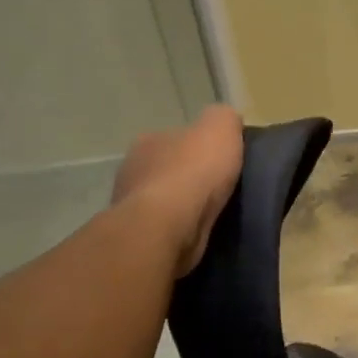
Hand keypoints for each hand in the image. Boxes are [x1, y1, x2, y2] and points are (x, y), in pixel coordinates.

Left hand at [111, 104, 243, 276]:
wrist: (166, 228)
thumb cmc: (193, 172)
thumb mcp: (220, 127)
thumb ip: (223, 118)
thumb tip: (227, 123)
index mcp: (149, 141)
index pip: (176, 137)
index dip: (199, 145)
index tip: (220, 157)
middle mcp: (133, 170)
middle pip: (168, 169)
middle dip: (189, 176)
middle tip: (220, 186)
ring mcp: (130, 207)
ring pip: (164, 201)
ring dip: (183, 206)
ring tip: (215, 213)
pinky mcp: (138, 239)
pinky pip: (165, 229)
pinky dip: (180, 230)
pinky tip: (200, 233)